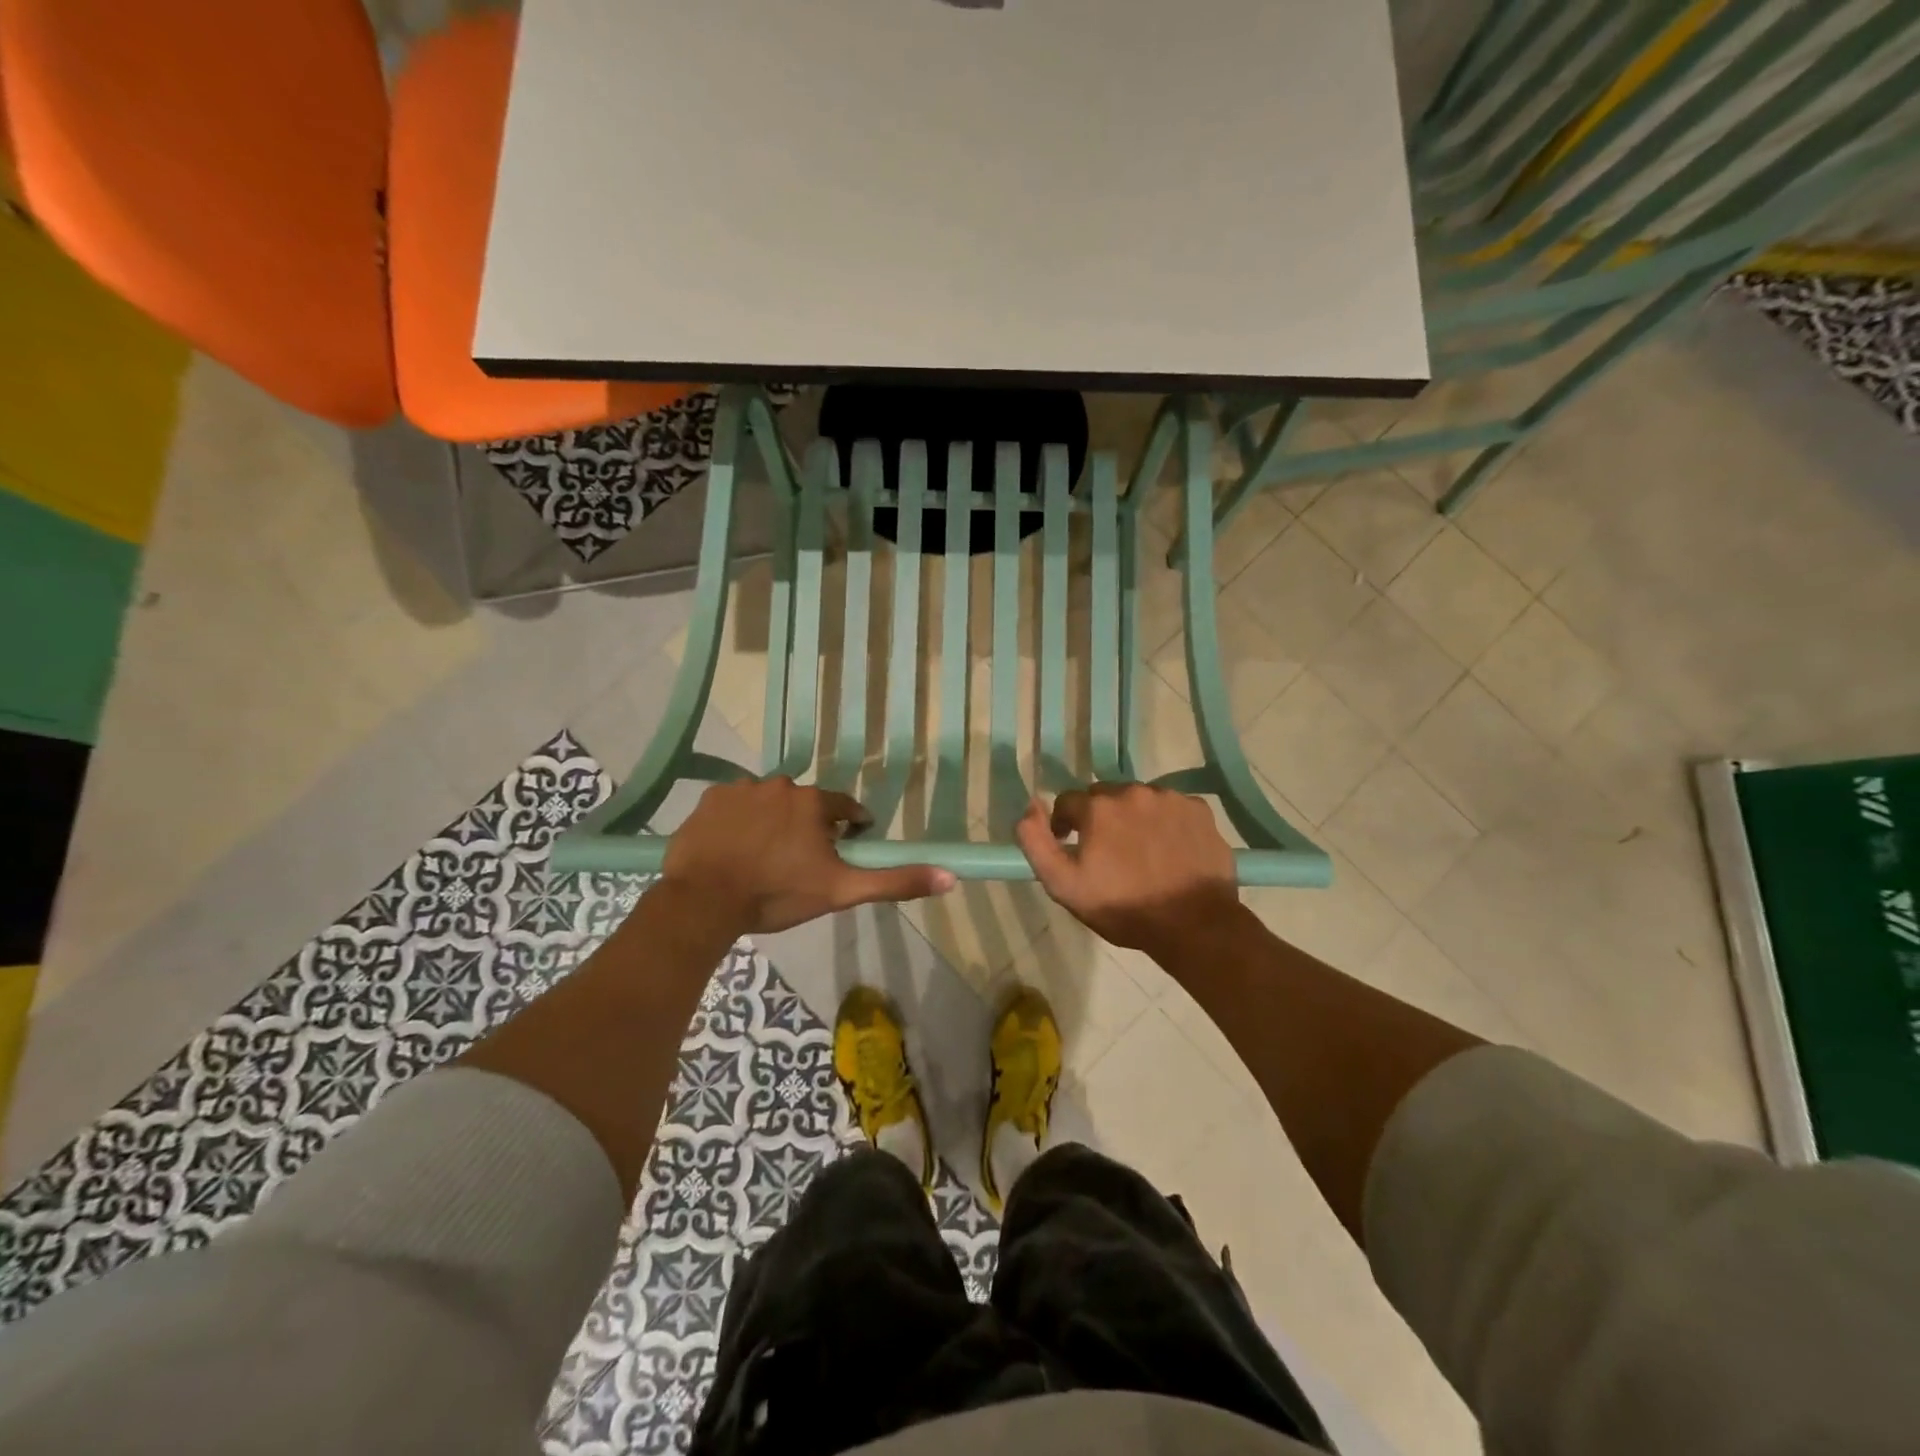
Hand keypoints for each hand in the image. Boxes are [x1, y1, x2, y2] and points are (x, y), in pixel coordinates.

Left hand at [661, 777, 955, 934]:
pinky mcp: (711, 798)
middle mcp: (781, 784)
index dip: (848, 830)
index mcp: (815, 802)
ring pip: (769, 803)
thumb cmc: (778, 894)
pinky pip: (734, 805)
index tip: (840, 852)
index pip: (845, 808)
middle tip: (797, 863)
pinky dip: (738, 822)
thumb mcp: (842, 891)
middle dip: (807, 827)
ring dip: (772, 822)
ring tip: (762, 858)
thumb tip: (951, 876)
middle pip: (806, 804)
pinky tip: (733, 849)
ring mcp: (742, 788)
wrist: (705, 901)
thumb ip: (894, 881)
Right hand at [1016, 784, 1240, 959]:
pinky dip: (1165, 822)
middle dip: (1099, 818)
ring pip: (1139, 799)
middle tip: (1107, 852)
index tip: (1072, 848)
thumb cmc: (1123, 908)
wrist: (1193, 925)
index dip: (1064, 825)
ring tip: (1140, 851)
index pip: (1067, 802)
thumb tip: (1030, 805)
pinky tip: (1169, 849)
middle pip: (1104, 796)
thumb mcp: (1063, 884)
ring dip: (1133, 817)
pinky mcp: (1199, 810)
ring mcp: (1170, 798)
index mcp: (1098, 807)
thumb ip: (1036, 842)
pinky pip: (1172, 807)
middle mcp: (1133, 791)